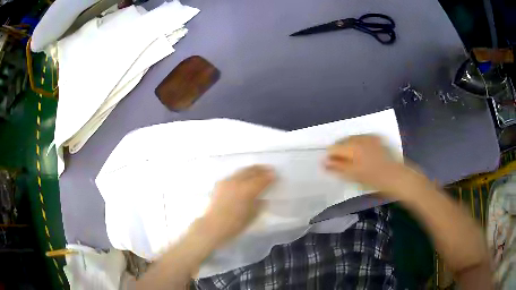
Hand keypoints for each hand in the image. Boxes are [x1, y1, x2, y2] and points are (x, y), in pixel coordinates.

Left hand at [200, 165, 275, 246]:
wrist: (213, 225)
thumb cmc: (235, 224)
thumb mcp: (253, 215)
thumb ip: (260, 203)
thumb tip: (263, 197)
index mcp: (248, 190)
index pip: (262, 179)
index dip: (270, 177)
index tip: (276, 175)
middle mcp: (238, 182)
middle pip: (252, 171)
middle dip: (262, 169)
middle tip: (269, 169)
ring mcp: (228, 181)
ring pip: (242, 171)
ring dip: (251, 170)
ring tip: (258, 171)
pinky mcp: (220, 183)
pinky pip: (234, 175)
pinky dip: (241, 174)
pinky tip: (243, 178)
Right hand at [324, 135, 413, 194]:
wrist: (396, 177)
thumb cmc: (373, 179)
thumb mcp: (353, 176)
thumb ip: (337, 167)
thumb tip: (323, 162)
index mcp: (352, 147)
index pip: (333, 147)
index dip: (331, 157)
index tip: (334, 166)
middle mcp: (359, 138)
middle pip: (342, 141)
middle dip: (341, 151)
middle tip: (345, 165)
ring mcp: (369, 136)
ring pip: (352, 139)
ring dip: (350, 148)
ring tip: (355, 161)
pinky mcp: (377, 138)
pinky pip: (362, 139)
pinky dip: (360, 145)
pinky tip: (364, 155)